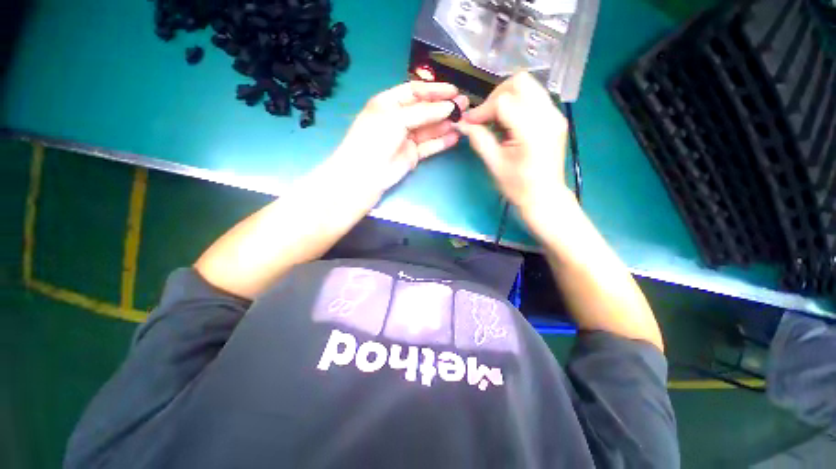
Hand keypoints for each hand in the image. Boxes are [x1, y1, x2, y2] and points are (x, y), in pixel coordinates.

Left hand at [330, 81, 468, 195]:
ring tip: (464, 119)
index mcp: (389, 103)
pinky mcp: (413, 155)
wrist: (366, 174)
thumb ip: (424, 112)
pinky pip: (430, 146)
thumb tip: (449, 107)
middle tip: (464, 104)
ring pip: (429, 128)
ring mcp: (406, 138)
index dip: (434, 90)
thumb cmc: (375, 138)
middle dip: (444, 106)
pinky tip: (455, 137)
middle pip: (425, 110)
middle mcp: (399, 119)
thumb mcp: (397, 118)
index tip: (453, 90)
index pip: (414, 92)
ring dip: (446, 124)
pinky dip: (442, 142)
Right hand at [457, 72, 571, 230]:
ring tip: (496, 120)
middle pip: (520, 82)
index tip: (471, 123)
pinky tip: (509, 123)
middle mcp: (548, 116)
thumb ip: (479, 140)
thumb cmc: (518, 186)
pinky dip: (517, 103)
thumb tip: (463, 124)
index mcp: (531, 131)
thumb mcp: (494, 164)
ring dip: (507, 98)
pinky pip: (534, 97)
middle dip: (496, 96)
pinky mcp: (556, 118)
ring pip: (529, 86)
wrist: (544, 196)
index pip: (503, 101)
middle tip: (485, 117)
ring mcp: (555, 115)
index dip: (483, 109)